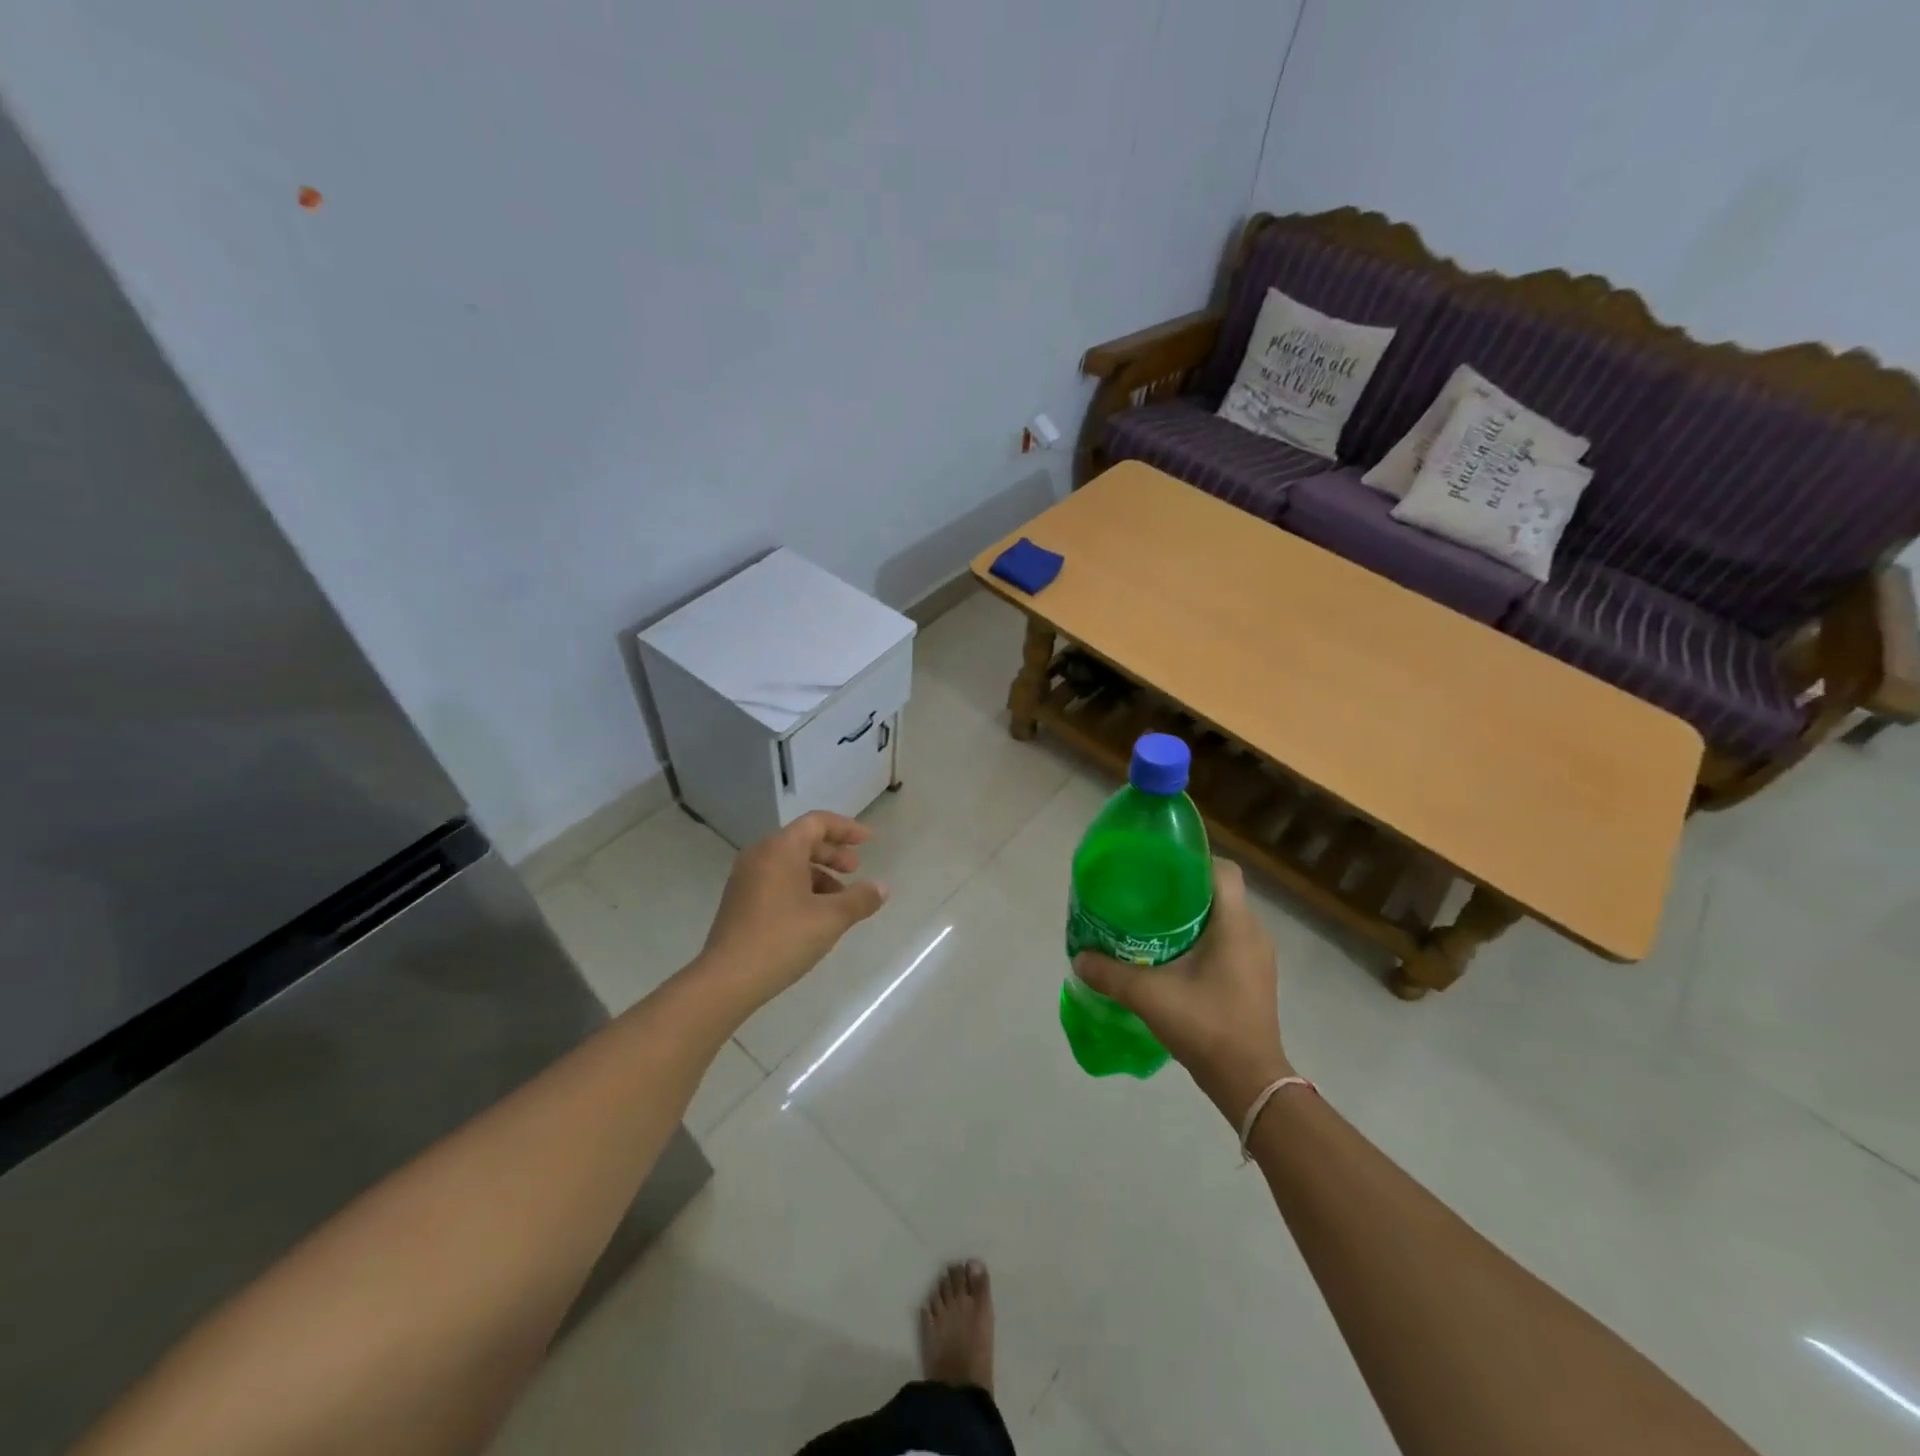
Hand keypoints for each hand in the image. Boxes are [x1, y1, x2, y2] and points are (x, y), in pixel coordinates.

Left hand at [698, 812, 887, 1005]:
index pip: (817, 822)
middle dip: (833, 853)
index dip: (846, 828)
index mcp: (781, 849)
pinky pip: (776, 880)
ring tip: (839, 900)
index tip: (869, 841)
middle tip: (855, 870)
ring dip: (819, 873)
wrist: (727, 979)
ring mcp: (745, 878)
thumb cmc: (783, 939)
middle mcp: (760, 855)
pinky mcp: (739, 901)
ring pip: (789, 863)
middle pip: (802, 840)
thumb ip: (860, 899)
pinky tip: (814, 915)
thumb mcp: (831, 919)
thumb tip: (882, 887)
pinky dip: (800, 886)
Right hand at [1074, 859, 1291, 1117]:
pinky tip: (1174, 958)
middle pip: (1220, 893)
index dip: (1193, 861)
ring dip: (1194, 918)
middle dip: (1185, 890)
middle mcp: (1254, 934)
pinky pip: (1229, 943)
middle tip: (1147, 896)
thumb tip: (1079, 958)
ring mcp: (1259, 958)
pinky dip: (1204, 941)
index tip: (1160, 867)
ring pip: (1225, 920)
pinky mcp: (1255, 979)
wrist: (1249, 1082)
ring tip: (1155, 925)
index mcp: (1236, 925)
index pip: (1223, 870)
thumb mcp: (1149, 996)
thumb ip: (1110, 974)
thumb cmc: (1206, 1026)